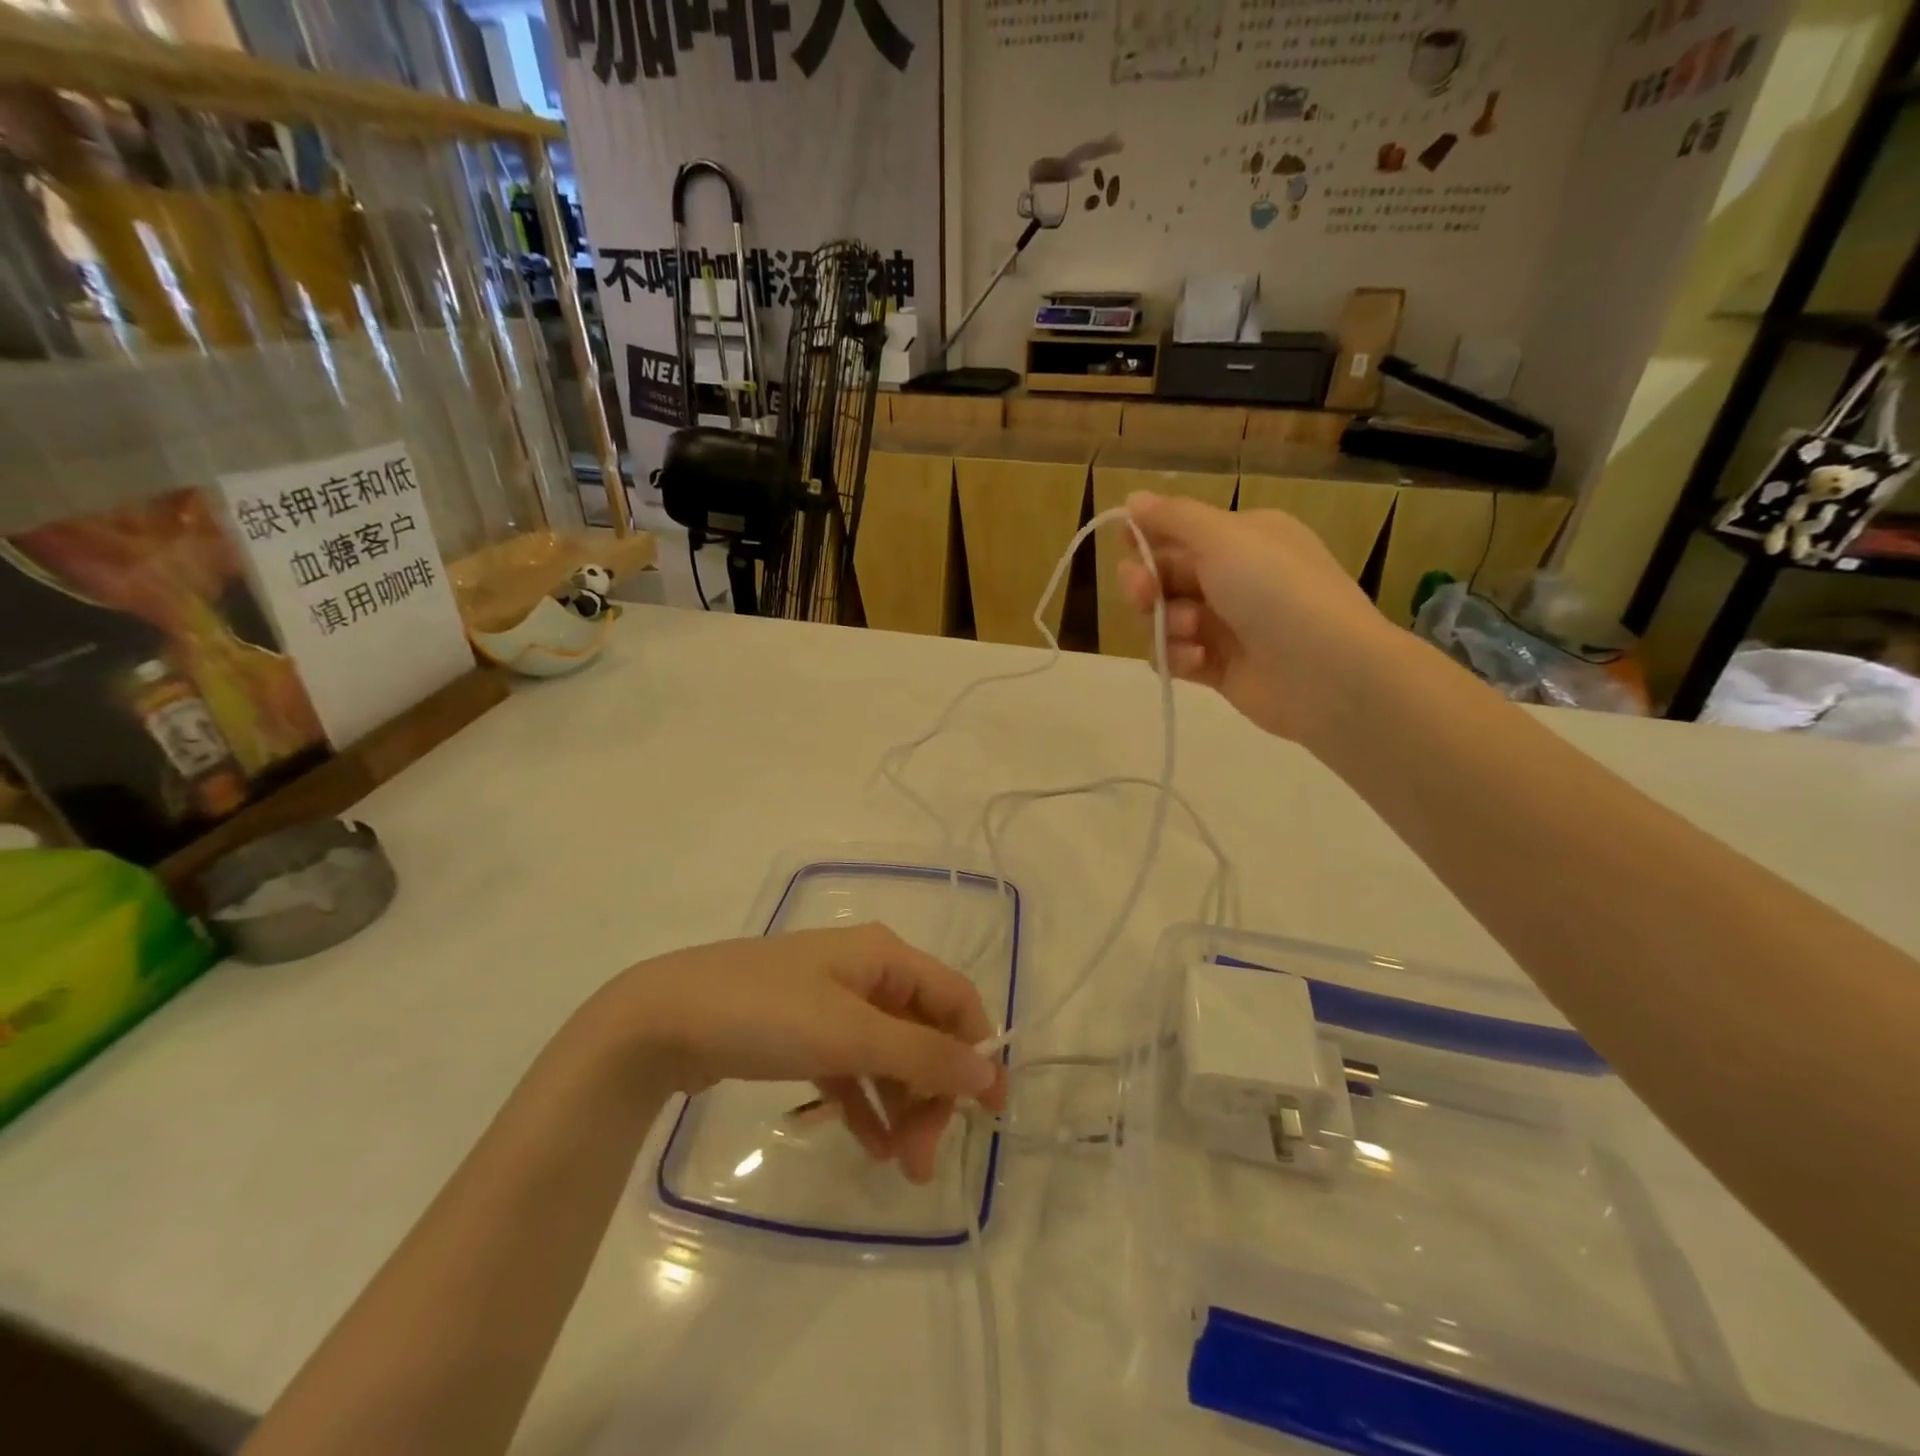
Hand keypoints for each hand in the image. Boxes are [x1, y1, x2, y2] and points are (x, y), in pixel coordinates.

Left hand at [609, 925, 1005, 1182]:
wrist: (659, 1021)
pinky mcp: (801, 1032)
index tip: (991, 1113)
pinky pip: (850, 1068)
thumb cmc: (764, 1014)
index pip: (953, 997)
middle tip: (924, 1159)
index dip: (978, 1049)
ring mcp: (831, 1003)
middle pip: (922, 1031)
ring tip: (901, 1167)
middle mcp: (865, 973)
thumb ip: (921, 1054)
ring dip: (901, 1106)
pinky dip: (864, 1104)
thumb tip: (986, 1071)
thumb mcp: (848, 1033)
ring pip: (887, 1054)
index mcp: (884, 956)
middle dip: (931, 1092)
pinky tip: (871, 1147)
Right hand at [1118, 491, 1394, 741]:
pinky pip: (1175, 656)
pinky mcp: (1218, 668)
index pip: (1178, 533)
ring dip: (1166, 624)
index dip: (1147, 539)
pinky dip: (1177, 657)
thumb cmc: (1276, 590)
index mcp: (1242, 538)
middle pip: (1163, 577)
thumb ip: (1173, 518)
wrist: (1327, 672)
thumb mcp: (1224, 538)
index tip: (1126, 544)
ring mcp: (1225, 626)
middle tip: (1145, 593)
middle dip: (1146, 584)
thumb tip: (1133, 497)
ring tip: (1192, 633)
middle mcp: (1233, 578)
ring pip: (1164, 619)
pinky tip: (1199, 661)